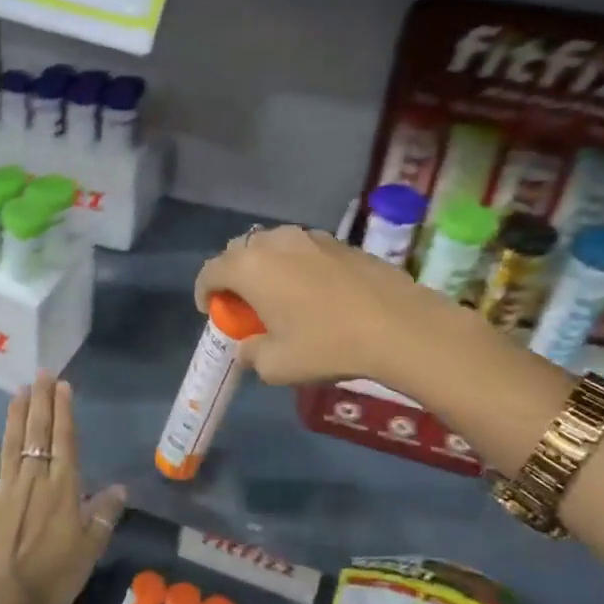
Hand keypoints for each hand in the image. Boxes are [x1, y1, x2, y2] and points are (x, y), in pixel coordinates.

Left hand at [0, 371, 126, 603]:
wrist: (2, 601)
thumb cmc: (53, 577)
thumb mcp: (90, 549)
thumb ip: (104, 514)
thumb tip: (120, 487)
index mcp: (63, 487)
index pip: (65, 439)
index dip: (63, 411)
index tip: (62, 385)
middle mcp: (34, 478)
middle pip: (38, 433)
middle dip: (41, 401)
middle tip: (41, 373)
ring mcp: (4, 489)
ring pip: (11, 444)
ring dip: (15, 416)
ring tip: (18, 391)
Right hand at [193, 225, 428, 385]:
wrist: (399, 326)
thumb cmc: (327, 345)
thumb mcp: (277, 365)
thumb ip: (251, 354)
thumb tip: (249, 348)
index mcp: (250, 267)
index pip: (210, 271)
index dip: (205, 292)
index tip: (213, 313)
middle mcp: (275, 242)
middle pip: (239, 251)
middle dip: (234, 276)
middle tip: (245, 304)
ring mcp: (310, 237)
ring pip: (273, 246)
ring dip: (266, 267)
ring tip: (279, 296)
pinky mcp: (340, 242)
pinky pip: (303, 250)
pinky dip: (296, 266)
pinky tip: (314, 293)